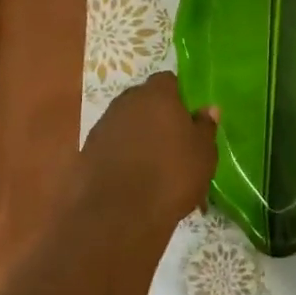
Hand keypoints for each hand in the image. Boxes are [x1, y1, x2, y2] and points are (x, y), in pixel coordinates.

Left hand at [78, 73, 217, 228]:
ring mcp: (103, 125)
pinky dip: (122, 155)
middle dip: (157, 116)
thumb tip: (207, 109)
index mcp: (156, 95)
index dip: (179, 96)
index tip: (188, 118)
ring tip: (153, 166)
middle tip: (173, 143)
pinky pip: (112, 144)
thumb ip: (205, 127)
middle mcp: (126, 102)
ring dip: (138, 136)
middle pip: (144, 100)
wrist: (119, 214)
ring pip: (127, 123)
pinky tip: (132, 179)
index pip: (168, 81)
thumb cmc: (171, 176)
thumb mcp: (203, 154)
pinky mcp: (88, 150)